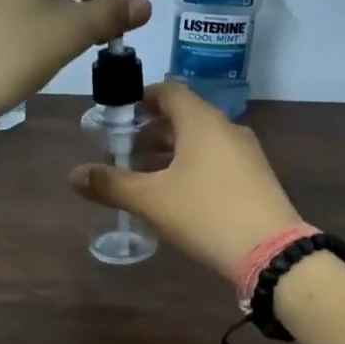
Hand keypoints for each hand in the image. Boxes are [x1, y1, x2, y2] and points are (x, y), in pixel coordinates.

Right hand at [70, 82, 305, 278]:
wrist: (270, 251)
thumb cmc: (205, 213)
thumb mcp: (151, 200)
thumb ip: (111, 184)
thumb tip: (74, 175)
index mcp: (202, 122)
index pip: (169, 91)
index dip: (142, 97)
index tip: (120, 113)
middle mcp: (227, 129)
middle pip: (184, 117)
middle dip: (152, 131)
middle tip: (125, 151)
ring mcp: (246, 153)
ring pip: (201, 141)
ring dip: (172, 152)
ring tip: (146, 176)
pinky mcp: (256, 178)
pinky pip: (217, 160)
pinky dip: (192, 167)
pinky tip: (178, 196)